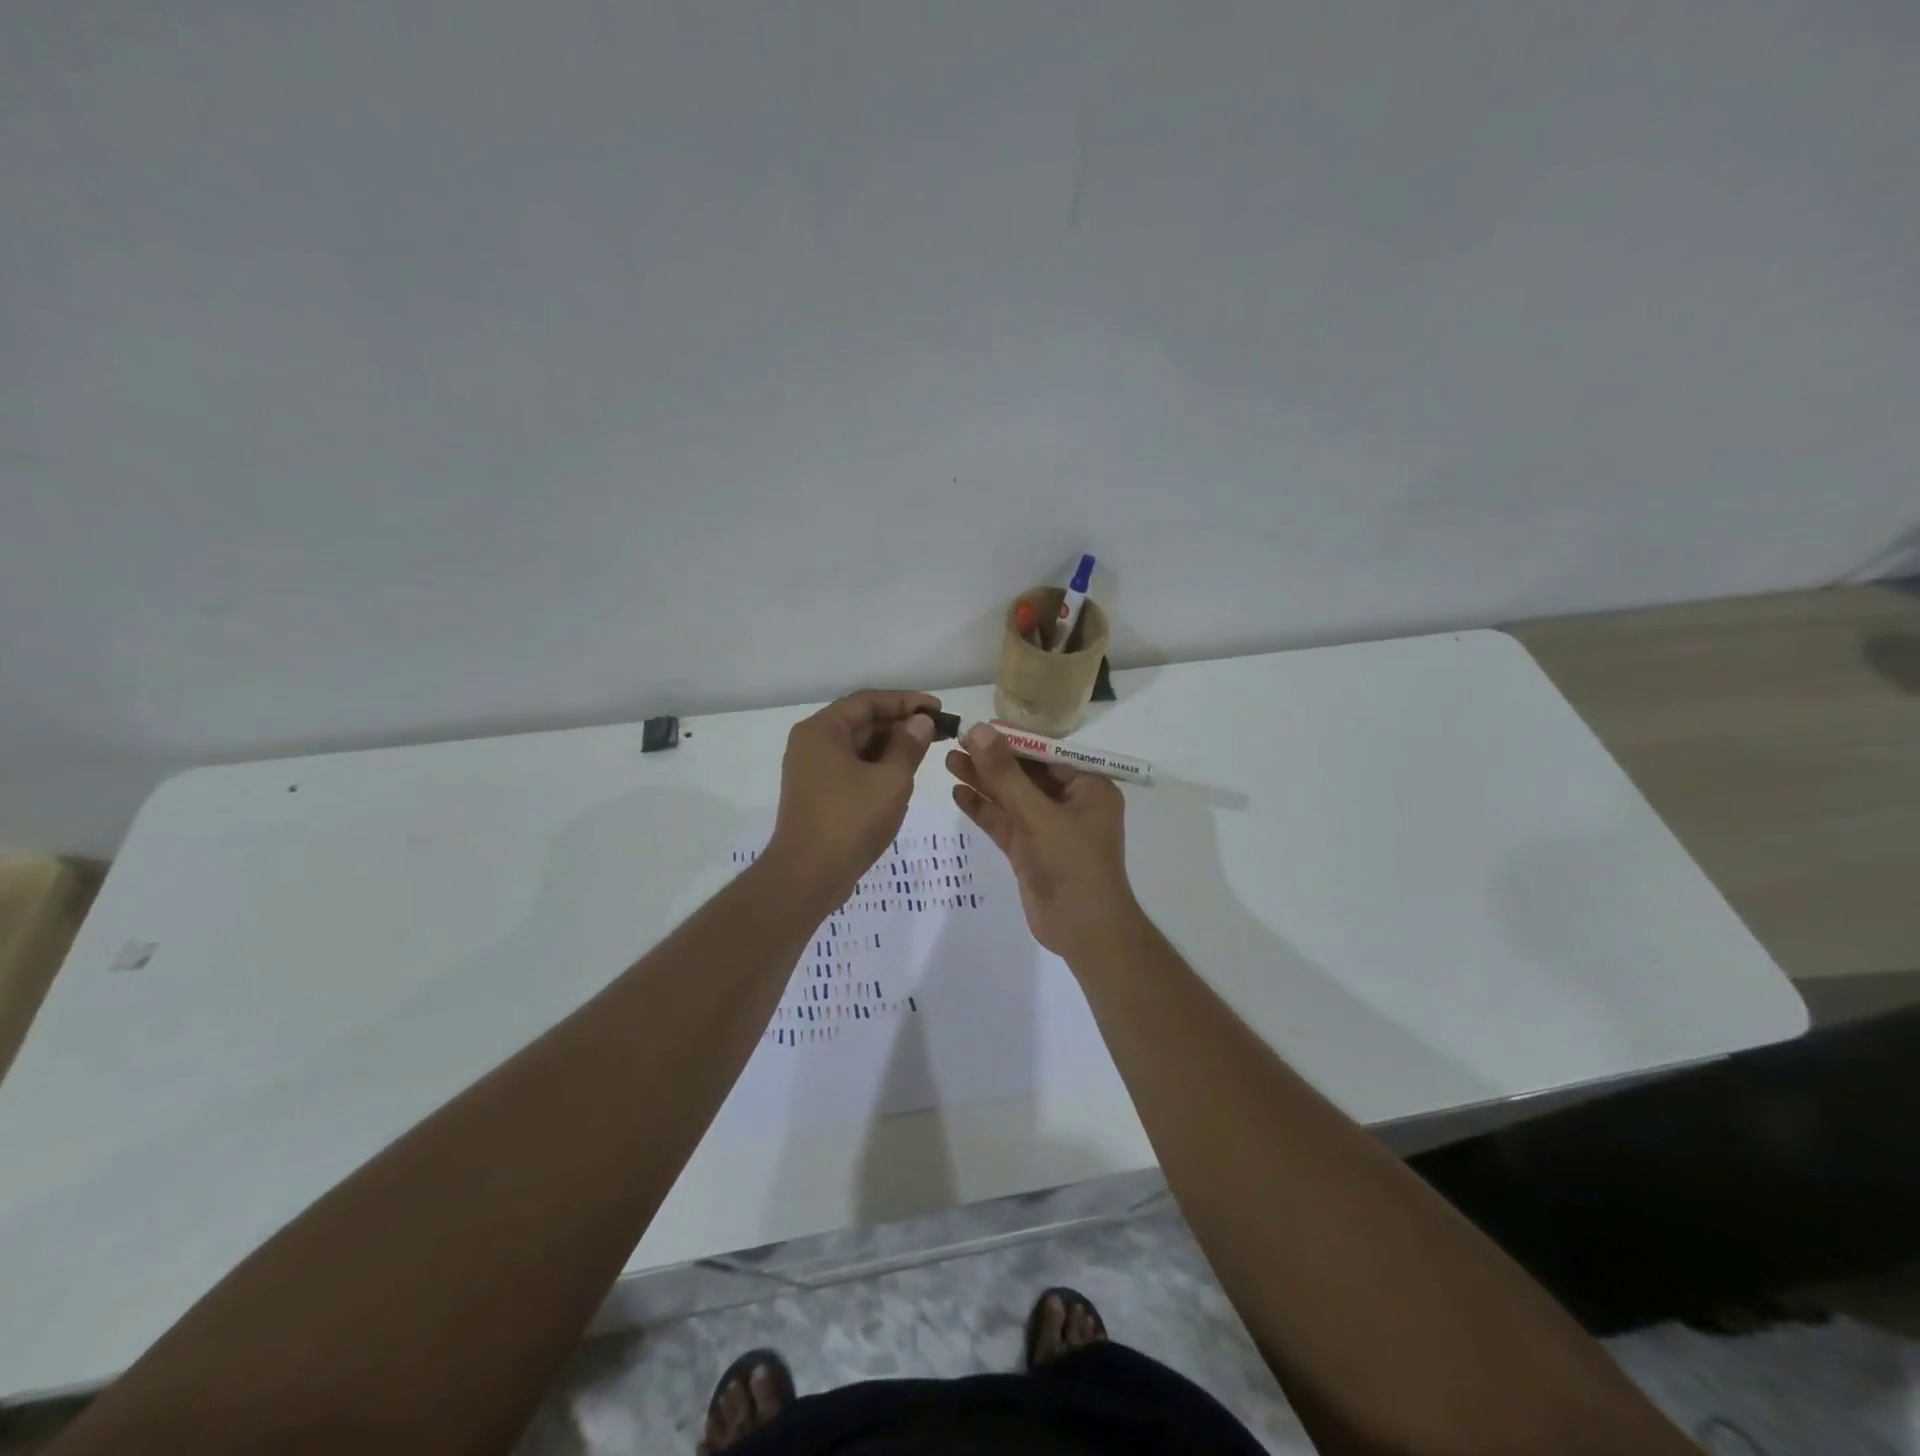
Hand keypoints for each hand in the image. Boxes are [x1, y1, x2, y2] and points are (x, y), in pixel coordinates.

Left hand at [766, 690, 940, 901]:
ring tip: (926, 750)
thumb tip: (921, 722)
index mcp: (822, 730)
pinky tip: (902, 773)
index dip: (906, 701)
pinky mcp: (817, 793)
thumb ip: (909, 745)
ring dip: (891, 745)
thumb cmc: (850, 820)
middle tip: (938, 730)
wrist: (808, 876)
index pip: (868, 701)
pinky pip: (851, 767)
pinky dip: (877, 765)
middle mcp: (811, 743)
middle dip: (900, 723)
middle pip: (861, 721)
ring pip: (857, 746)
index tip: (938, 709)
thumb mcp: (891, 780)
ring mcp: (812, 769)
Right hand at [945, 722, 1139, 960]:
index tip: (977, 727)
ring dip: (983, 782)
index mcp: (1089, 787)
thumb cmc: (1072, 864)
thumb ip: (1006, 774)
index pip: (1046, 753)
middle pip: (1026, 774)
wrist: (1084, 931)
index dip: (1011, 739)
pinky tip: (959, 794)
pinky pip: (1005, 823)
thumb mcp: (1038, 815)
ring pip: (1012, 798)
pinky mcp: (1030, 851)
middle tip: (955, 743)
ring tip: (948, 762)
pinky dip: (984, 810)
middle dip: (992, 760)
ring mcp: (1048, 828)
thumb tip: (978, 730)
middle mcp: (1070, 803)